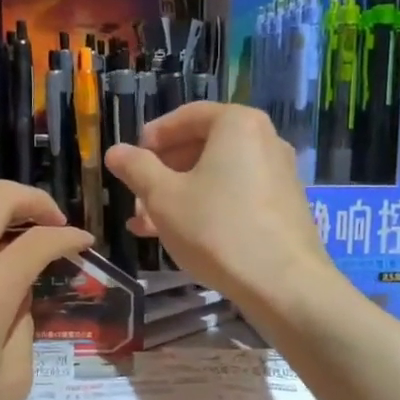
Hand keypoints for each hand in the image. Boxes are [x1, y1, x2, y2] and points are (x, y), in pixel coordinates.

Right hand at [104, 103, 330, 315]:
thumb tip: (115, 151)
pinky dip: (206, 207)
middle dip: (163, 171)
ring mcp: (278, 174)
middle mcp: (264, 140)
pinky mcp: (283, 206)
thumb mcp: (163, 198)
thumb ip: (137, 168)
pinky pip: (235, 195)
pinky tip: (179, 235)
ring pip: (217, 175)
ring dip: (179, 194)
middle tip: (136, 196)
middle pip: (203, 146)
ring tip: (145, 223)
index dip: (154, 136)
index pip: (187, 116)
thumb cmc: (216, 229)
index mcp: (237, 125)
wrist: (283, 284)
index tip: (130, 158)